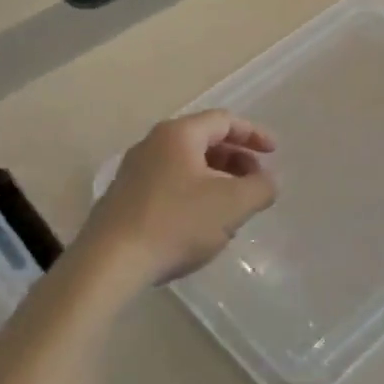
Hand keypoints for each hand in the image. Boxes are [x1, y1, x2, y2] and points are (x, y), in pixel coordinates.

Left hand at [77, 110, 277, 285]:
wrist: (109, 262)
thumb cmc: (176, 223)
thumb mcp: (232, 205)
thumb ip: (260, 188)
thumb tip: (267, 181)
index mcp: (178, 134)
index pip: (224, 121)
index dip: (254, 134)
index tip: (273, 153)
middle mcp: (153, 144)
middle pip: (204, 141)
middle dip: (236, 160)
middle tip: (256, 184)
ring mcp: (134, 171)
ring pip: (187, 166)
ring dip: (217, 181)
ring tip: (233, 210)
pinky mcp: (125, 198)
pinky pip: (170, 185)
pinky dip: (195, 195)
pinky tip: (202, 226)